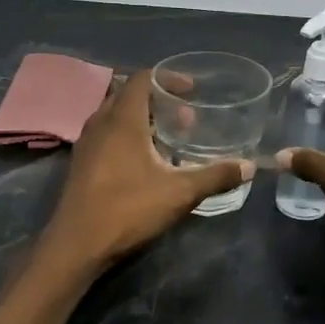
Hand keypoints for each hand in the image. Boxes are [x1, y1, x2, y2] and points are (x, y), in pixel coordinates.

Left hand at [39, 70, 251, 269]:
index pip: (142, 78)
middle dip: (158, 100)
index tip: (191, 91)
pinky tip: (145, 163)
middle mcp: (100, 123)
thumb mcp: (179, 192)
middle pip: (129, 95)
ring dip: (142, 120)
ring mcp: (86, 144)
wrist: (76, 245)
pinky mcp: (81, 164)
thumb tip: (248, 166)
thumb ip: (215, 176)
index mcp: (122, 119)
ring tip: (168, 139)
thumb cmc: (127, 209)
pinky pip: (106, 135)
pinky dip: (127, 136)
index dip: (168, 78)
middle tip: (184, 118)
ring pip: (116, 117)